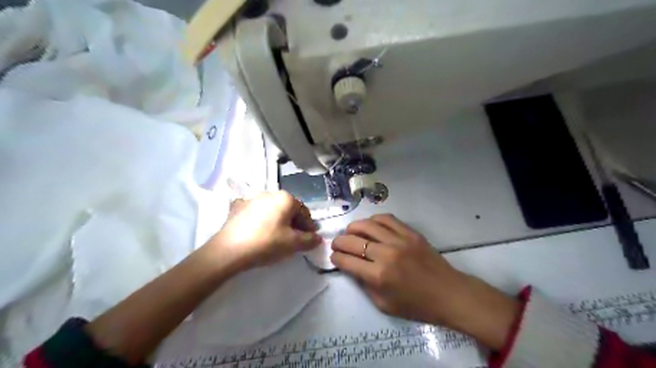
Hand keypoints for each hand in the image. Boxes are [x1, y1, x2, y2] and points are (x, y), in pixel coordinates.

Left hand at [208, 192, 321, 271]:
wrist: (229, 250)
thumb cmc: (267, 243)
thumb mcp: (293, 244)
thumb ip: (309, 240)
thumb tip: (318, 238)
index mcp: (285, 198)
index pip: (304, 211)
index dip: (309, 226)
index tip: (309, 238)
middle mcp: (269, 193)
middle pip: (288, 208)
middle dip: (293, 222)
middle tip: (294, 238)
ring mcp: (251, 198)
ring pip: (271, 209)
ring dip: (277, 220)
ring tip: (276, 235)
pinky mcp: (237, 207)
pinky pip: (255, 211)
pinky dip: (260, 218)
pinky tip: (257, 229)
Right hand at [331, 215, 519, 350]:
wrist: (449, 294)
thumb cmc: (416, 305)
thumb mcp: (384, 304)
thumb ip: (364, 285)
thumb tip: (351, 267)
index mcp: (378, 276)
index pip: (347, 261)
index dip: (336, 258)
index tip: (334, 257)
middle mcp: (386, 254)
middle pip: (353, 240)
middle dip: (339, 242)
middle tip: (336, 244)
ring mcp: (399, 240)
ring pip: (367, 225)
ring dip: (353, 227)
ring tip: (350, 232)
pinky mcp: (410, 233)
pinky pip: (387, 219)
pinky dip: (374, 220)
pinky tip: (370, 225)